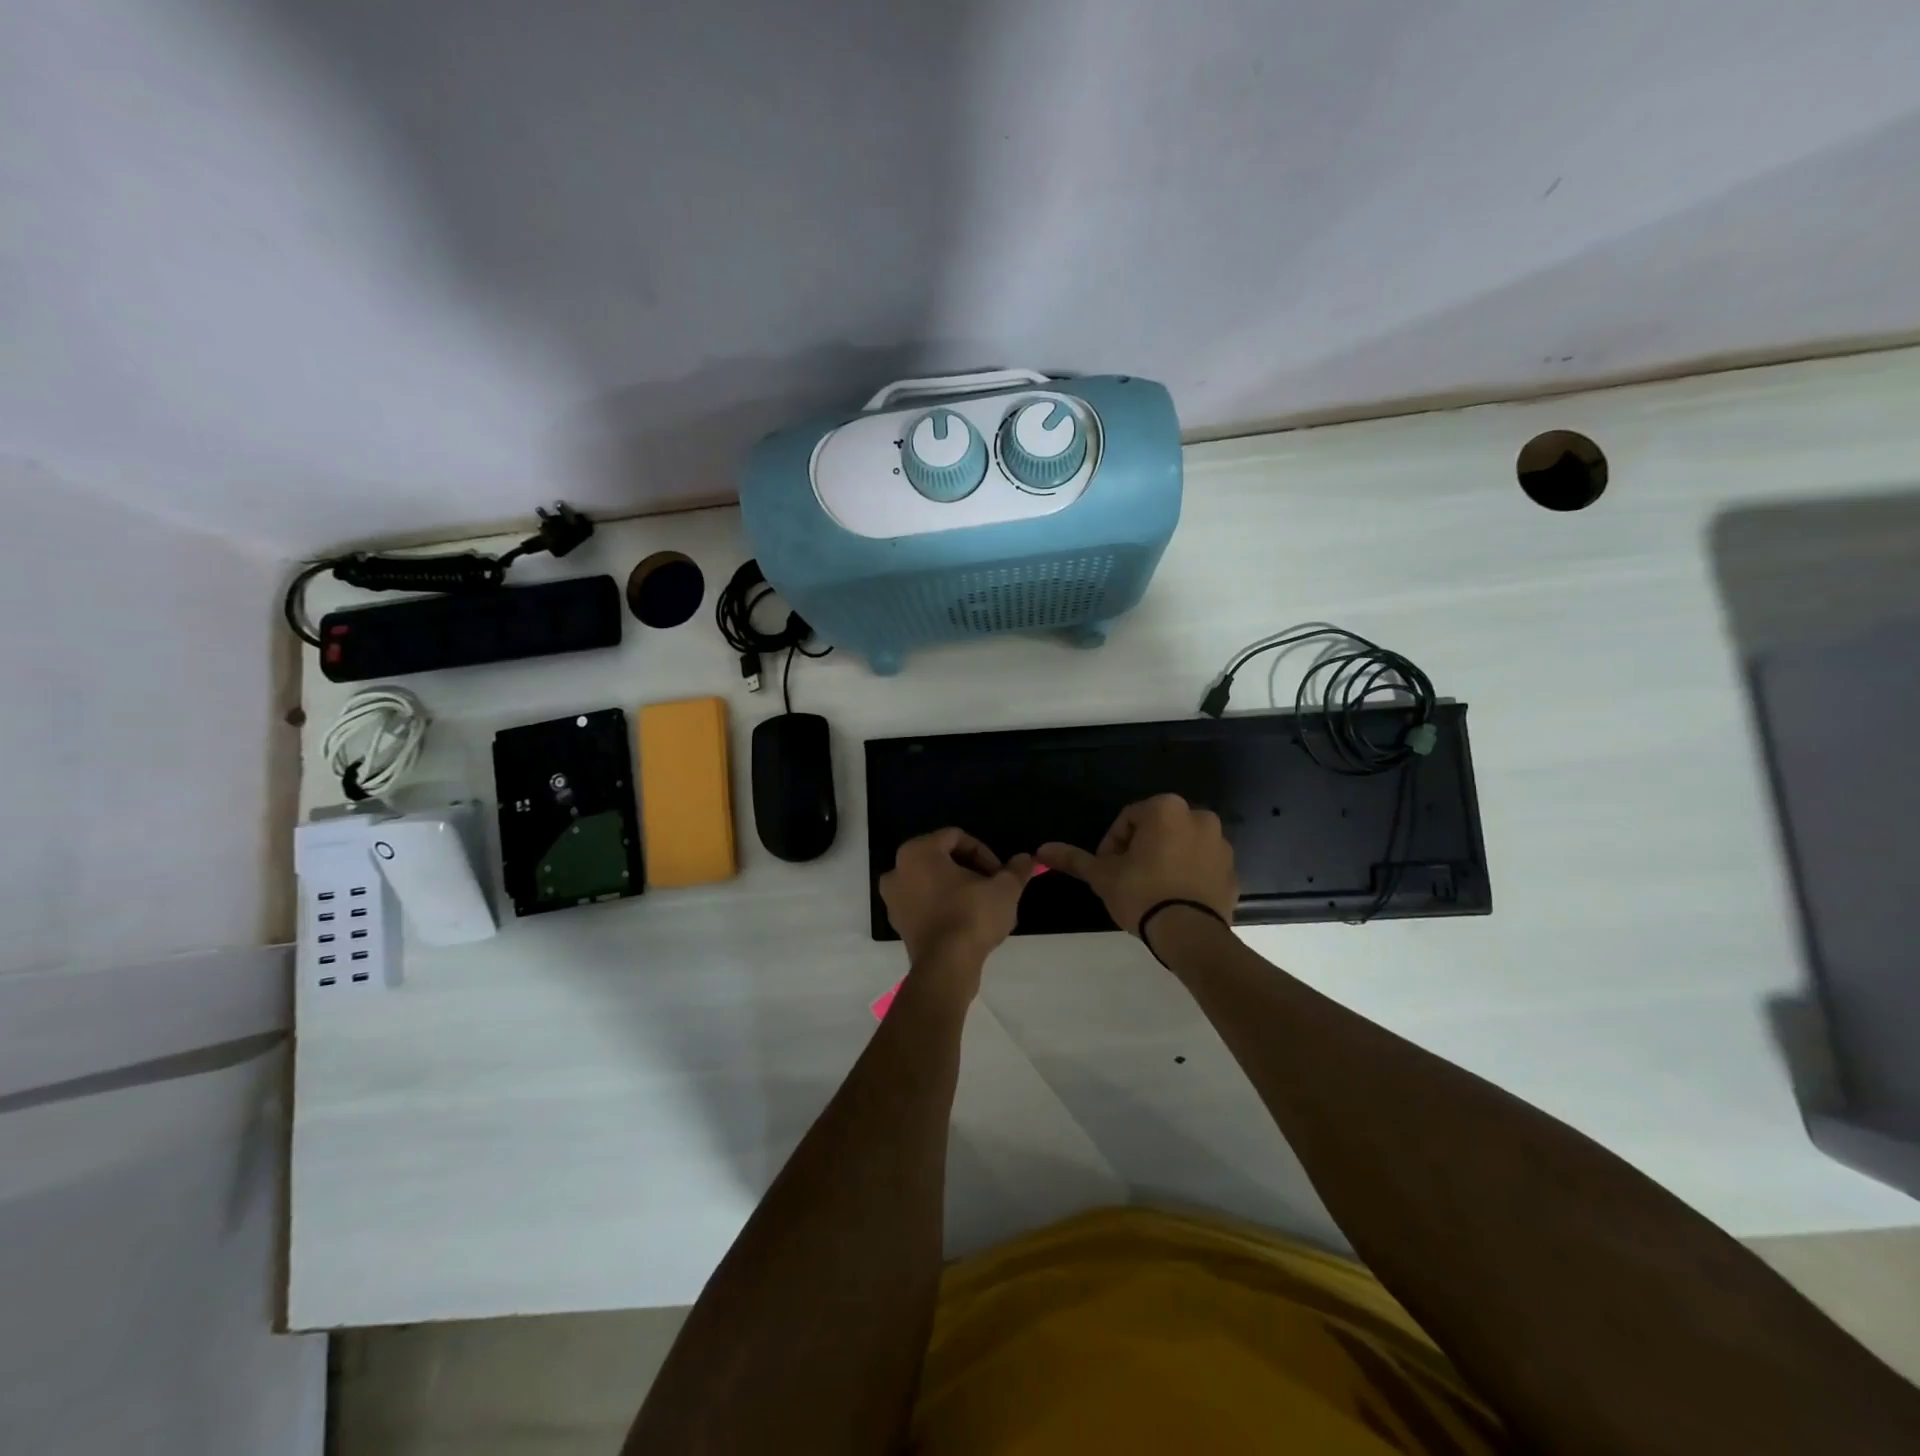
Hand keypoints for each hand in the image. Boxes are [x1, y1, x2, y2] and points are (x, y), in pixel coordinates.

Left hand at [880, 828, 1033, 973]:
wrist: (947, 967)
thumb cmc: (972, 916)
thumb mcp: (1004, 889)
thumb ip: (1016, 870)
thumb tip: (1027, 859)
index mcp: (918, 851)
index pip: (956, 837)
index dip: (984, 852)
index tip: (1000, 874)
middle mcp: (898, 870)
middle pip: (943, 859)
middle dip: (972, 871)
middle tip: (994, 888)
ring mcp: (894, 899)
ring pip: (933, 882)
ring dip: (959, 889)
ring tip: (984, 907)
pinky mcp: (899, 924)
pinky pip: (925, 904)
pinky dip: (945, 907)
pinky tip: (968, 924)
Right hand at [1038, 794, 1237, 935]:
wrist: (1190, 933)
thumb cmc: (1142, 893)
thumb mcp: (1103, 875)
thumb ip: (1075, 858)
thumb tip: (1042, 850)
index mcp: (1166, 809)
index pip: (1127, 818)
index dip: (1112, 845)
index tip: (1108, 870)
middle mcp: (1198, 817)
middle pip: (1156, 829)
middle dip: (1140, 851)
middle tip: (1126, 880)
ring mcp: (1220, 844)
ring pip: (1180, 846)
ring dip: (1164, 861)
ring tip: (1150, 891)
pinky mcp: (1232, 871)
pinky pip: (1201, 867)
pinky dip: (1187, 876)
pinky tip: (1173, 899)